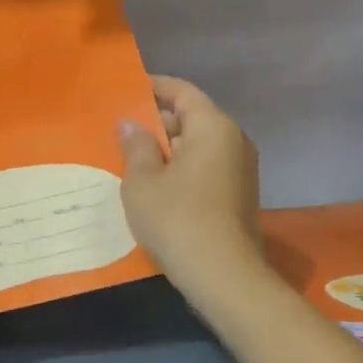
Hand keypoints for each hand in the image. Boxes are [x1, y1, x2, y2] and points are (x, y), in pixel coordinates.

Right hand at [118, 76, 261, 299]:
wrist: (223, 275)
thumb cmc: (177, 218)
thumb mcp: (142, 181)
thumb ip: (136, 146)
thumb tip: (130, 124)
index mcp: (213, 127)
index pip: (182, 92)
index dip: (154, 87)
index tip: (128, 89)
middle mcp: (233, 140)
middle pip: (192, 117)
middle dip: (157, 121)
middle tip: (122, 129)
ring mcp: (240, 169)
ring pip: (198, 145)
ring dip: (168, 148)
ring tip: (133, 157)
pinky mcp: (239, 195)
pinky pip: (206, 167)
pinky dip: (181, 168)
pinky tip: (155, 184)